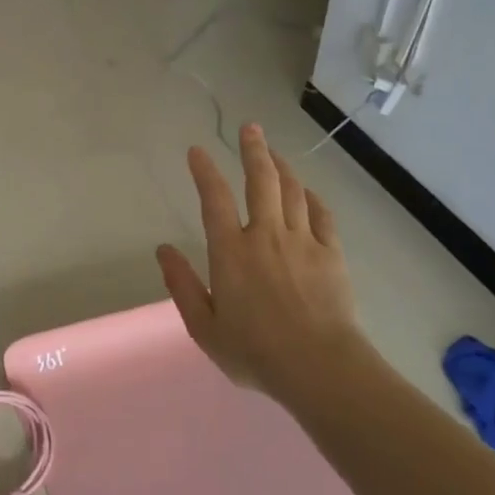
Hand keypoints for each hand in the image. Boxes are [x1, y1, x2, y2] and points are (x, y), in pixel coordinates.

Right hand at [156, 124, 360, 404]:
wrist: (319, 366)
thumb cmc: (254, 351)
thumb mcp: (204, 326)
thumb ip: (182, 284)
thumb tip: (163, 249)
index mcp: (231, 252)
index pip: (214, 200)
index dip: (204, 171)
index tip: (197, 150)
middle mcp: (266, 236)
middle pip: (261, 181)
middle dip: (253, 150)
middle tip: (249, 128)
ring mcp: (303, 242)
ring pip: (293, 191)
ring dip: (282, 167)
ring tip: (274, 152)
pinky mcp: (331, 254)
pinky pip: (322, 214)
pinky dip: (312, 197)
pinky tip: (307, 192)